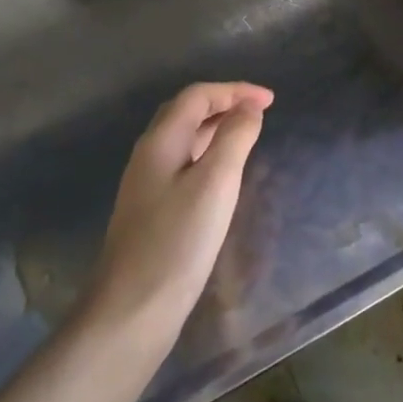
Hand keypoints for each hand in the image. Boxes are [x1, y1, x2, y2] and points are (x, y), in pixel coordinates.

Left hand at [78, 82, 273, 345]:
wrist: (131, 310)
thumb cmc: (178, 240)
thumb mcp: (216, 182)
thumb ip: (235, 137)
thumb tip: (249, 108)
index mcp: (160, 142)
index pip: (197, 96)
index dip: (234, 90)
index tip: (271, 101)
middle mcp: (149, 156)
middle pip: (185, 112)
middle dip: (224, 103)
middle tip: (260, 111)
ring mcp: (147, 185)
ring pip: (183, 139)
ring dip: (216, 127)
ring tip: (248, 134)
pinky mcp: (152, 210)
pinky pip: (183, 163)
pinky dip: (208, 153)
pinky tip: (224, 174)